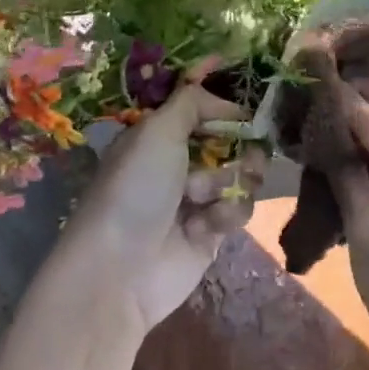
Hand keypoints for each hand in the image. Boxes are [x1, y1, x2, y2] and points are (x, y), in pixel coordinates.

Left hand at [63, 67, 267, 333]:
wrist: (122, 269)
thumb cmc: (136, 189)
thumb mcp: (157, 131)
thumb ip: (192, 102)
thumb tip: (227, 100)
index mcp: (160, 135)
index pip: (202, 109)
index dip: (226, 107)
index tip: (246, 109)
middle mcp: (179, 162)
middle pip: (232, 140)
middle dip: (241, 146)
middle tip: (246, 154)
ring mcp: (198, 197)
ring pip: (242, 173)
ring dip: (229, 182)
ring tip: (205, 198)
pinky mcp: (213, 230)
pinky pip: (240, 208)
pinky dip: (227, 213)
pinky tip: (206, 226)